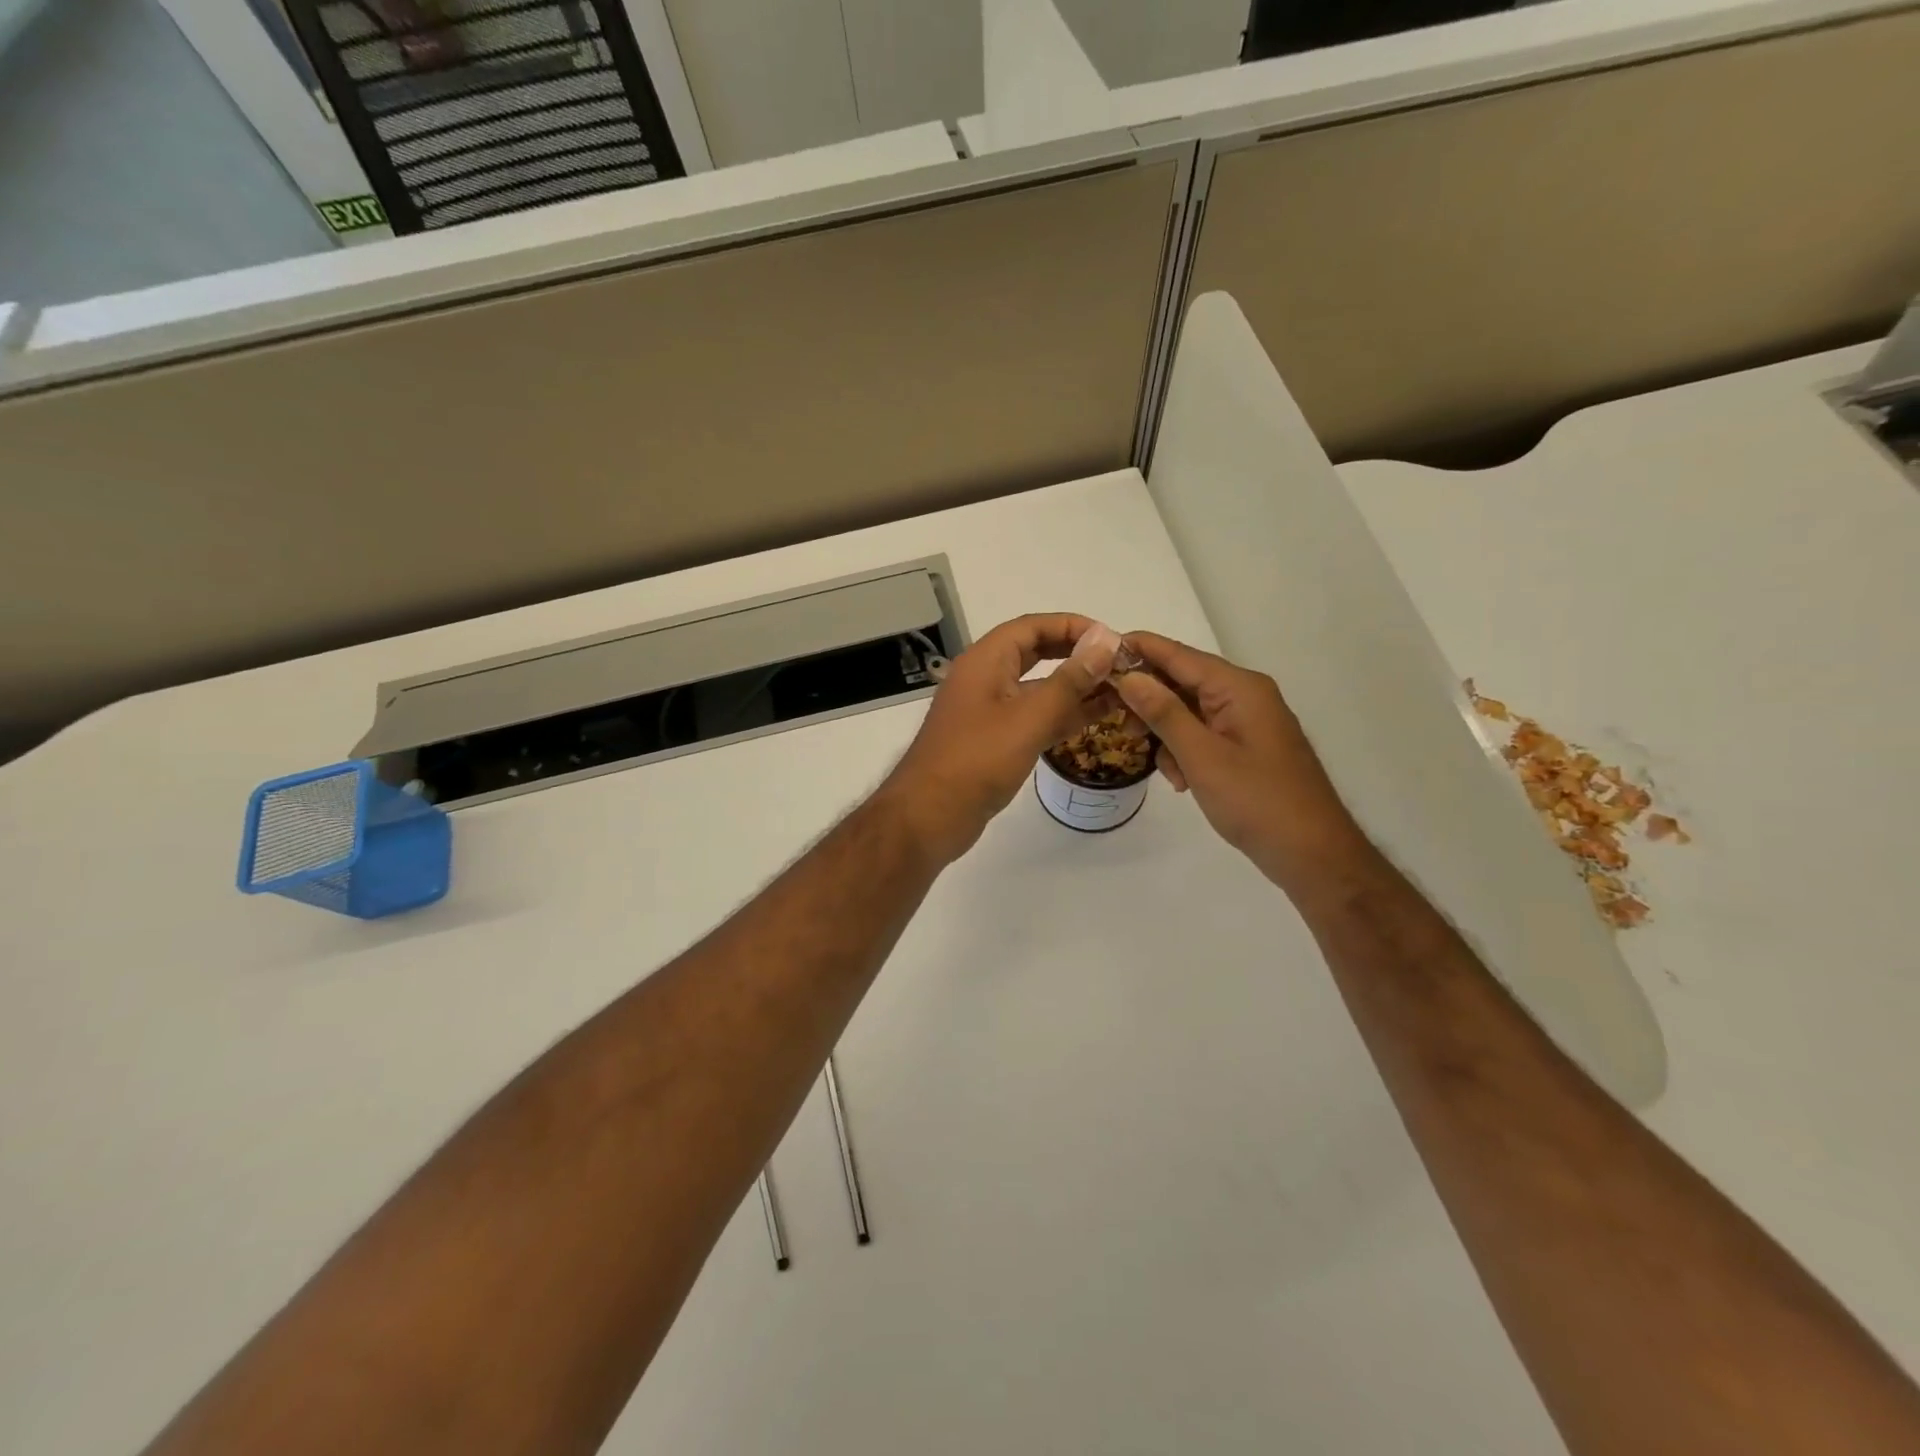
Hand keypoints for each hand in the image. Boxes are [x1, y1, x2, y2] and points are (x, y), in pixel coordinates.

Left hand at [880, 615, 1116, 862]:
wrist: (928, 816)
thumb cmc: (976, 760)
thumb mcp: (1028, 718)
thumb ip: (1069, 681)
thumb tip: (1105, 642)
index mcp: (985, 661)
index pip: (1032, 627)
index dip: (1072, 626)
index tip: (1112, 639)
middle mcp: (984, 679)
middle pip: (1034, 654)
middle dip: (1075, 655)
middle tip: (1118, 664)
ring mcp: (987, 712)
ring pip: (1036, 688)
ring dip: (1073, 687)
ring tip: (1118, 691)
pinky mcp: (992, 741)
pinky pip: (1032, 717)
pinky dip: (1061, 715)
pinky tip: (1095, 719)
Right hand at [1114, 632, 1370, 894]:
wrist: (1312, 853)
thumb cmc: (1256, 801)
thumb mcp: (1201, 756)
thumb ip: (1163, 713)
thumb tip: (1128, 676)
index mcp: (1238, 688)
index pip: (1179, 655)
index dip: (1138, 649)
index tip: (1098, 652)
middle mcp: (1245, 695)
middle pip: (1182, 681)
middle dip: (1148, 701)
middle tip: (1113, 721)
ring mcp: (1248, 721)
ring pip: (1189, 711)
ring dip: (1166, 733)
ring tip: (1163, 769)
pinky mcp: (1247, 746)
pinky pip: (1204, 734)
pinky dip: (1185, 751)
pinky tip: (1181, 780)